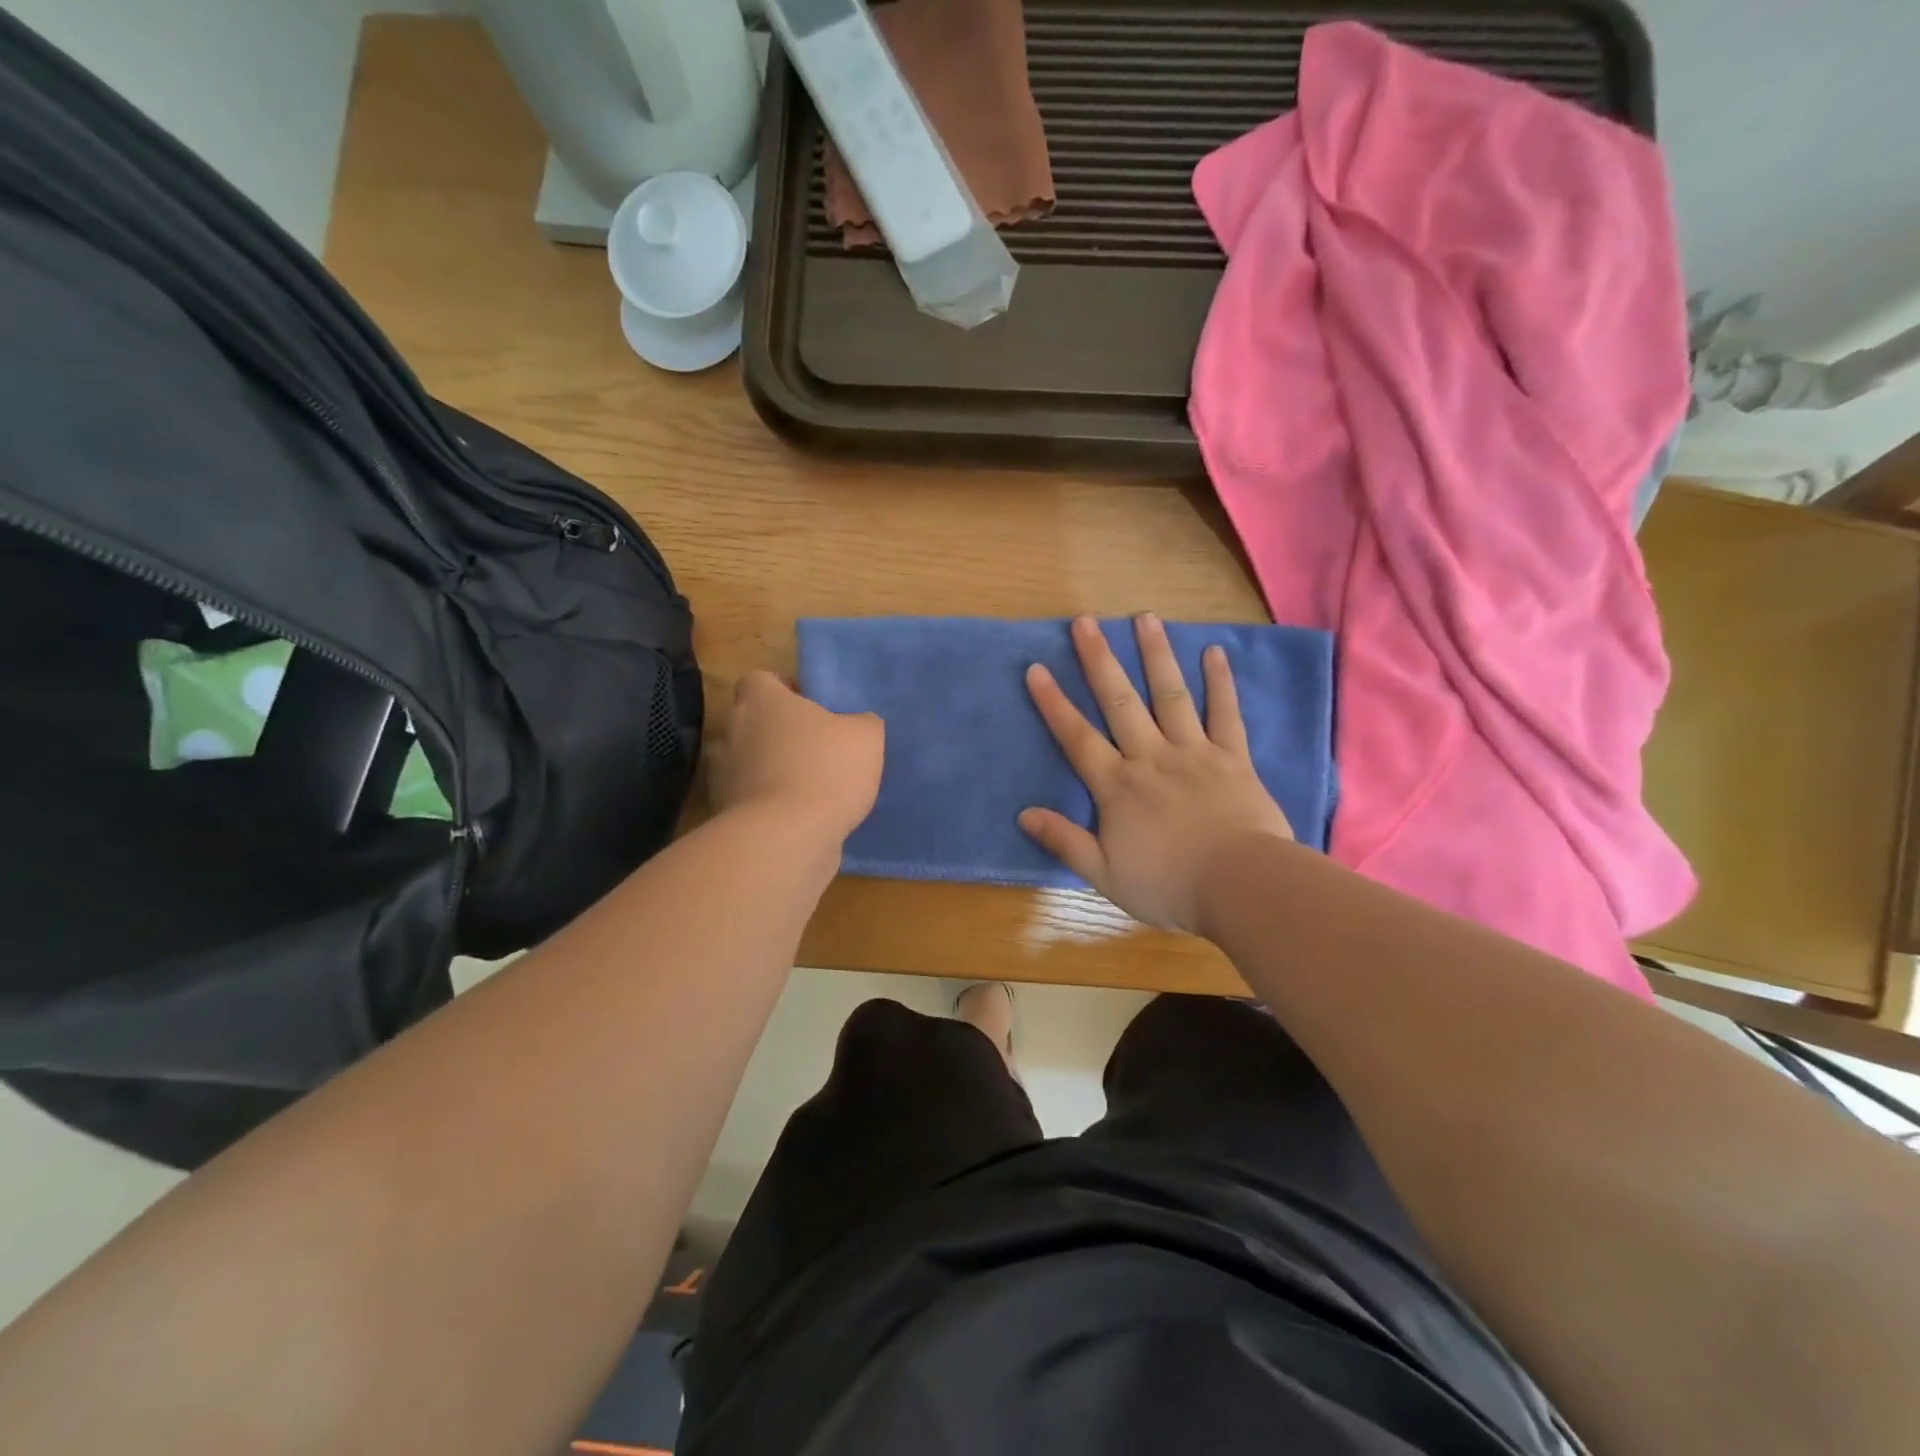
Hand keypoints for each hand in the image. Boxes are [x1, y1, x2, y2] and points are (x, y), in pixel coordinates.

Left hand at [708, 671, 883, 841]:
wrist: (786, 838)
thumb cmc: (825, 771)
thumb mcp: (865, 737)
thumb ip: (861, 723)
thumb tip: (856, 725)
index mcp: (761, 701)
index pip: (759, 680)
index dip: (783, 689)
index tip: (809, 707)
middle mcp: (732, 731)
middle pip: (751, 722)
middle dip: (777, 733)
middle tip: (814, 748)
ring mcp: (722, 775)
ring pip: (746, 763)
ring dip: (769, 770)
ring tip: (806, 788)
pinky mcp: (723, 814)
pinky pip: (748, 801)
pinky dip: (767, 806)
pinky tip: (798, 819)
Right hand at [1020, 615, 1292, 932]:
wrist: (1241, 886)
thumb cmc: (1169, 884)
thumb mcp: (1105, 873)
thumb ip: (1064, 840)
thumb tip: (1024, 813)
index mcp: (1117, 786)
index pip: (1077, 737)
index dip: (1054, 703)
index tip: (1036, 669)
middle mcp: (1151, 757)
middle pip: (1120, 702)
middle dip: (1099, 660)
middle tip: (1085, 622)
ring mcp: (1194, 752)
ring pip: (1170, 695)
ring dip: (1156, 655)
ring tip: (1144, 618)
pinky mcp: (1233, 758)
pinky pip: (1225, 714)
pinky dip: (1220, 683)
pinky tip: (1215, 652)